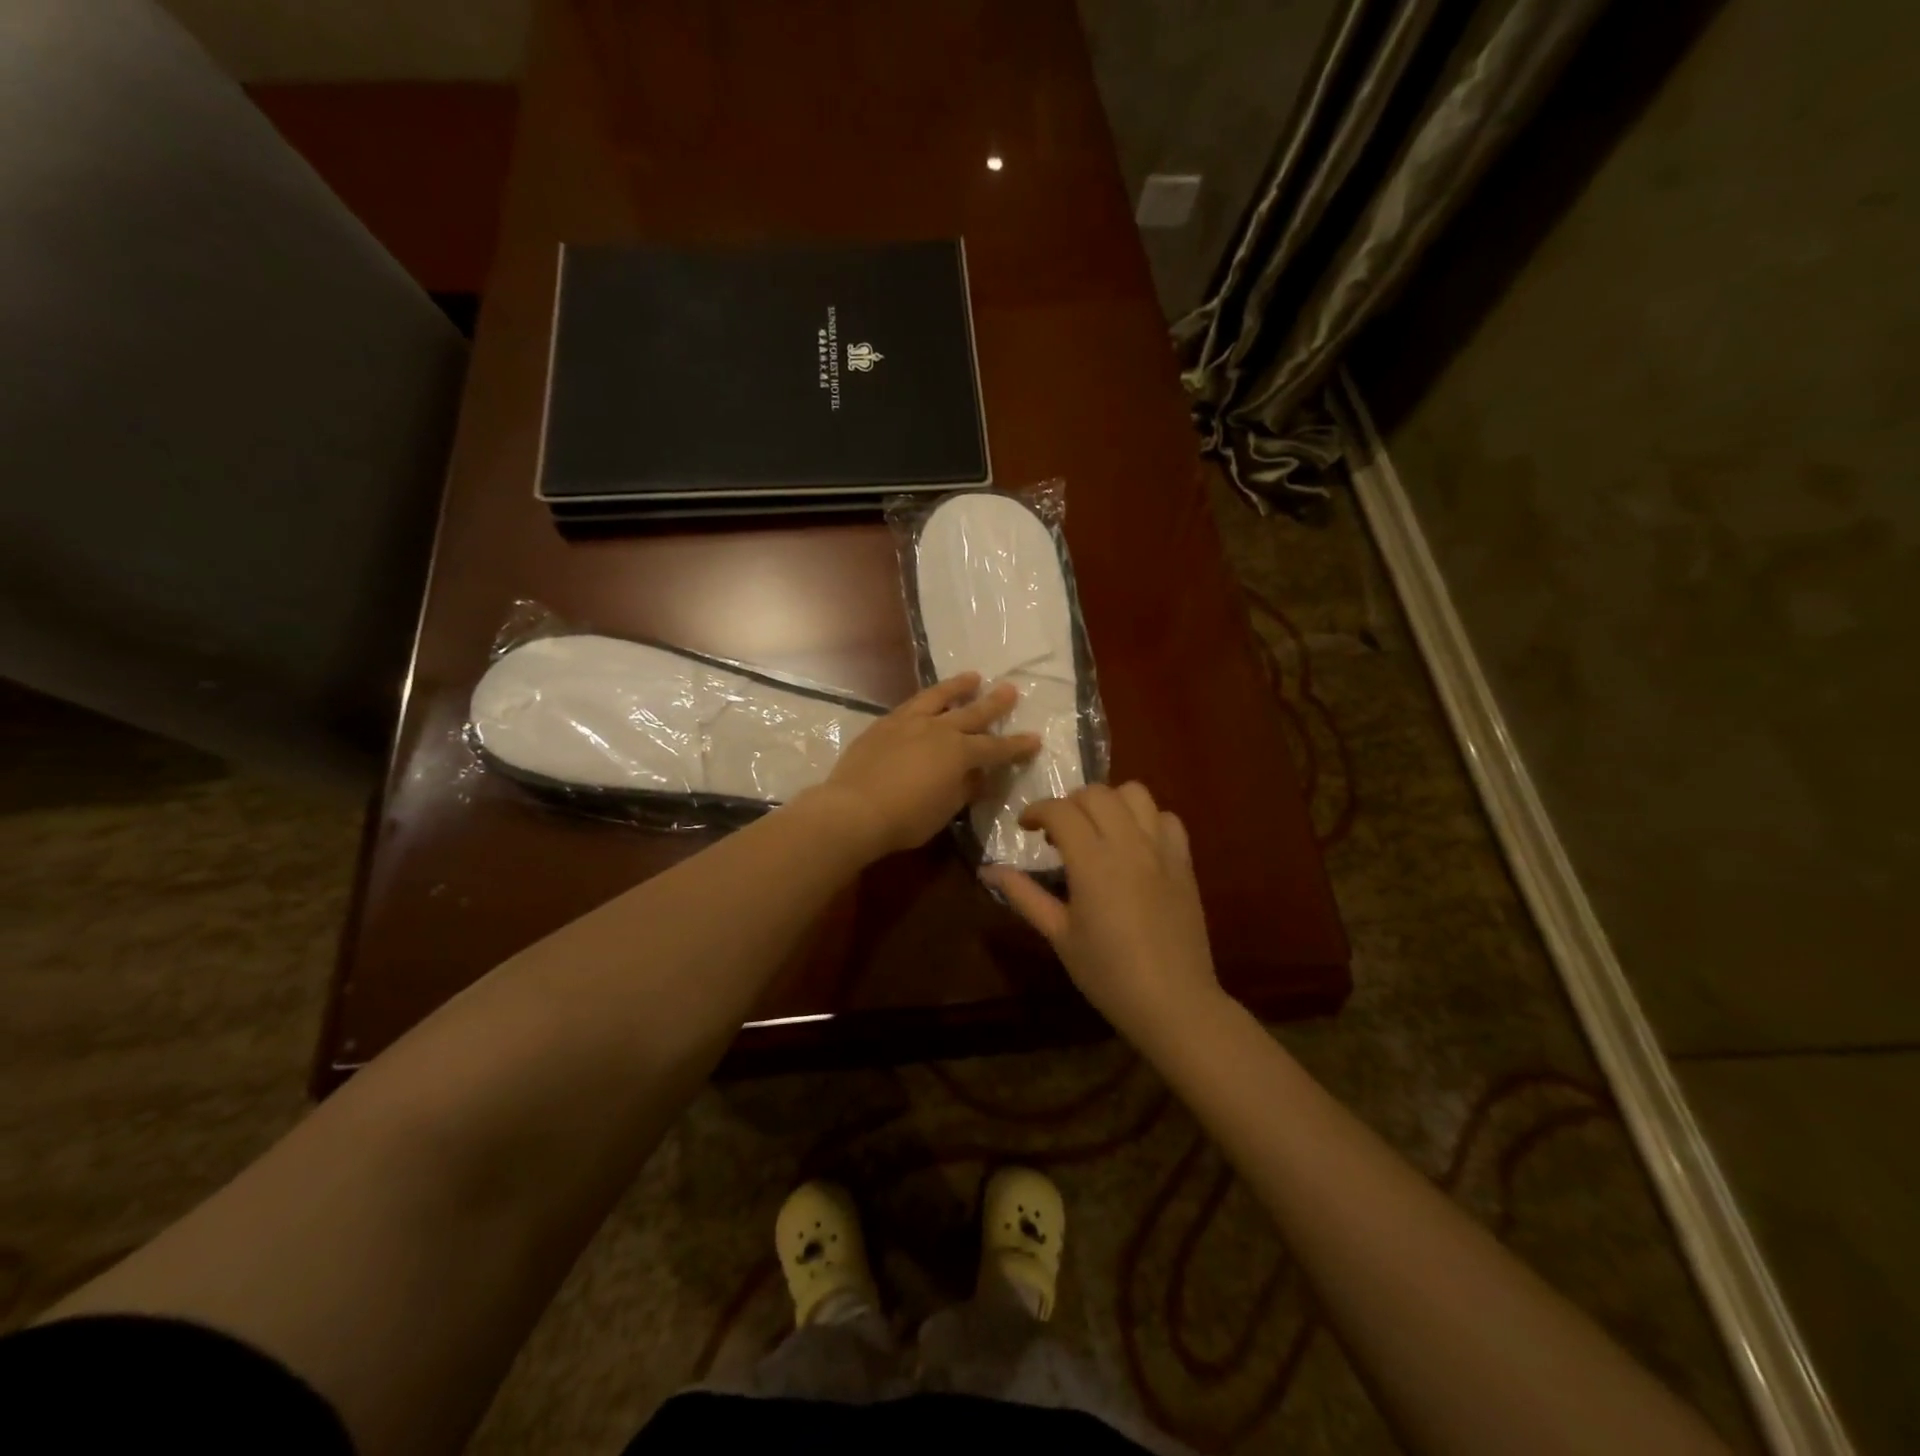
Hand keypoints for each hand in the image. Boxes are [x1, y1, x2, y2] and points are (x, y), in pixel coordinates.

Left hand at [809, 673, 1041, 859]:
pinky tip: (926, 701)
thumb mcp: (946, 809)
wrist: (854, 809)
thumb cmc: (907, 818)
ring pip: (939, 697)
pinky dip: (926, 700)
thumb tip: (977, 775)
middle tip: (1010, 689)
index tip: (1034, 739)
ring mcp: (909, 722)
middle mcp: (938, 729)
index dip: (1017, 745)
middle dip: (994, 703)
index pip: (996, 748)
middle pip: (973, 713)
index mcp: (960, 753)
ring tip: (972, 677)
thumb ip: (965, 788)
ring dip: (958, 687)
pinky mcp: (884, 724)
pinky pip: (911, 705)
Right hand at [983, 782, 1222, 1045]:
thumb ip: (1023, 895)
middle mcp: (1128, 844)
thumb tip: (987, 870)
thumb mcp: (1059, 935)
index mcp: (1093, 862)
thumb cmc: (1107, 973)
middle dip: (1070, 802)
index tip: (1026, 827)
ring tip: (1098, 829)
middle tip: (1059, 833)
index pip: (1060, 810)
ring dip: (1110, 802)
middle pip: (1096, 793)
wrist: (1173, 1002)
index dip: (1037, 811)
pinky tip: (1135, 844)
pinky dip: (1147, 820)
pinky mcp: (1184, 862)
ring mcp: (1161, 850)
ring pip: (1135, 793)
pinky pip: (1167, 818)